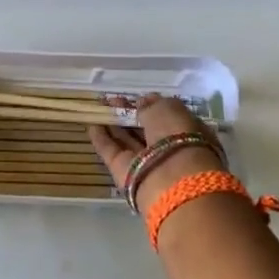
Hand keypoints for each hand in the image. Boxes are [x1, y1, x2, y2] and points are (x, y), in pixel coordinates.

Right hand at [88, 93, 223, 211]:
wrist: (172, 180)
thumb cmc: (177, 136)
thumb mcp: (168, 109)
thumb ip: (151, 105)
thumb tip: (140, 103)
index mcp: (187, 133)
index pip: (167, 118)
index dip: (150, 106)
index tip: (135, 98)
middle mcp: (168, 149)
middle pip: (145, 130)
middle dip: (129, 114)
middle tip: (112, 101)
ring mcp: (146, 163)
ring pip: (127, 140)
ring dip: (113, 124)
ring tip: (98, 108)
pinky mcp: (126, 174)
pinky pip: (112, 152)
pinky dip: (101, 138)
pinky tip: (91, 124)